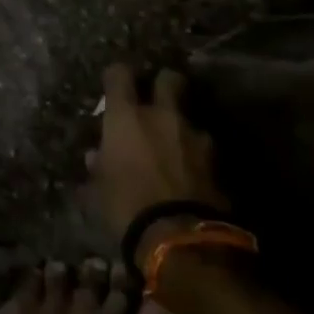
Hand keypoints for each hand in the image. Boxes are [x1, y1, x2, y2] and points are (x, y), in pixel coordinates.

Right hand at [86, 64, 224, 235]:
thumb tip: (96, 157)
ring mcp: (195, 137)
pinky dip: (194, 156)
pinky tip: (187, 173)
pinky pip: (202, 149)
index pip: (119, 75)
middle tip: (155, 98)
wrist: (180, 238)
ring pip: (188, 118)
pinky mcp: (218, 163)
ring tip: (172, 147)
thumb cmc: (126, 206)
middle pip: (169, 80)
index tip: (114, 83)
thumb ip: (99, 166)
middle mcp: (162, 116)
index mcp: (127, 117)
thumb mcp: (99, 188)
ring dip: (180, 128)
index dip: (117, 76)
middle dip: (163, 84)